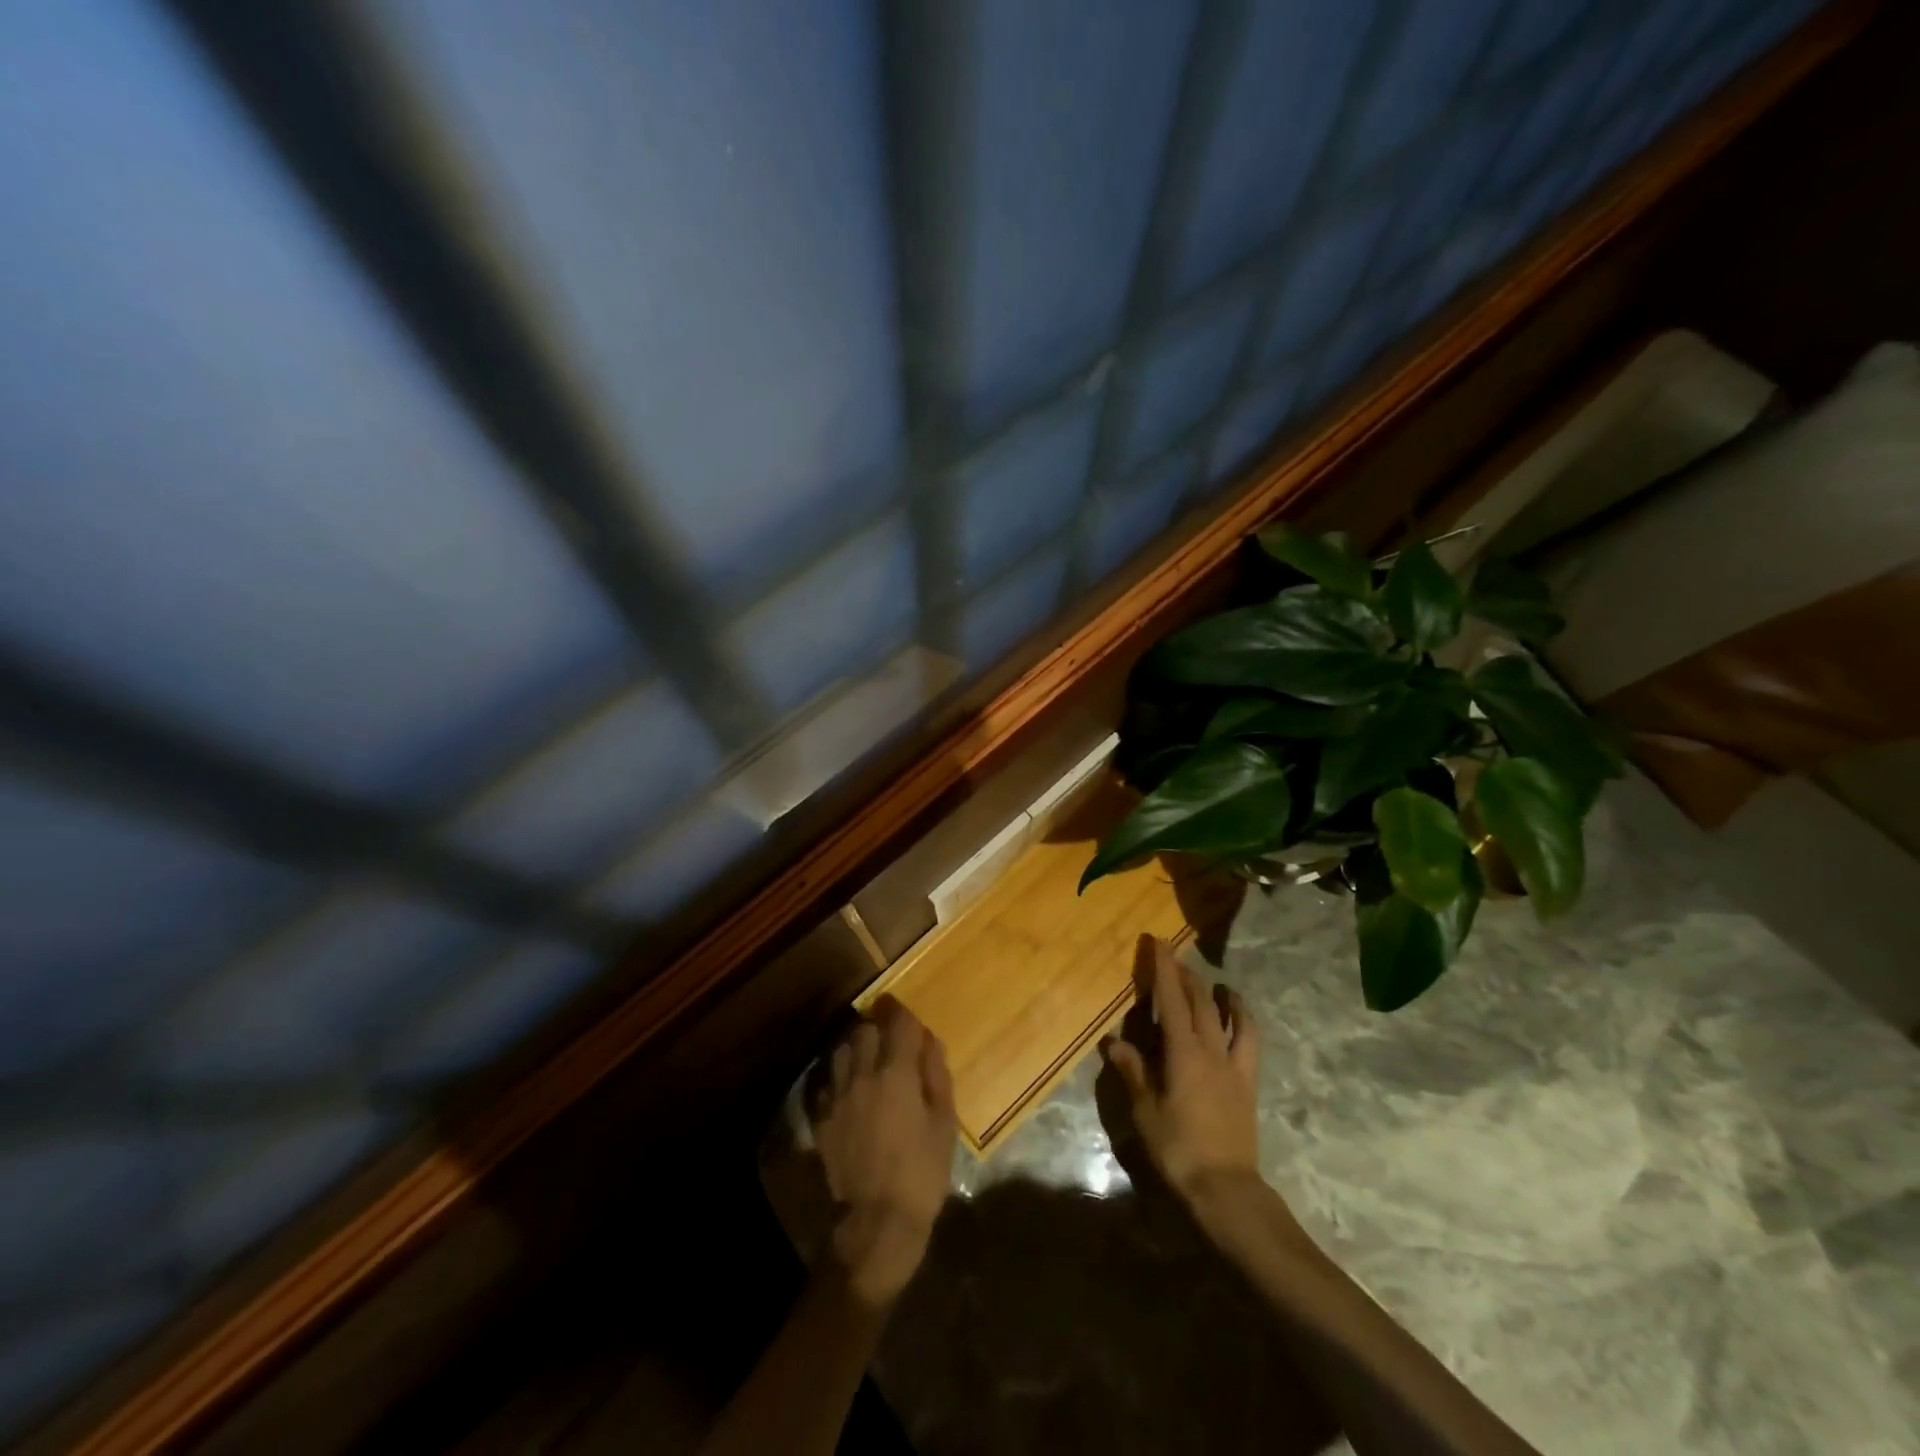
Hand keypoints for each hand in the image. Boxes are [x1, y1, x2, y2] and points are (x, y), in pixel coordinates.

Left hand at [810, 996, 956, 1306]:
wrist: (877, 1222)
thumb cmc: (922, 1172)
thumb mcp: (944, 1124)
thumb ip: (936, 1075)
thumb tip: (930, 1041)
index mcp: (896, 1072)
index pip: (897, 1022)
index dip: (903, 1013)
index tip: (907, 1013)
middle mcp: (862, 1074)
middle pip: (864, 1030)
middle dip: (878, 1027)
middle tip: (890, 1038)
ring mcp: (837, 1095)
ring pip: (840, 1050)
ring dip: (855, 1047)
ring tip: (867, 1059)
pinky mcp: (821, 1118)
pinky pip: (827, 1081)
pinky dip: (839, 1075)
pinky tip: (850, 1088)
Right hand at [1103, 936, 1262, 1207]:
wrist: (1226, 1188)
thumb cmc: (1178, 1149)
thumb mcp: (1145, 1112)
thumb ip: (1132, 1072)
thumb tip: (1114, 1041)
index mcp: (1183, 1053)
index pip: (1171, 1000)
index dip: (1164, 968)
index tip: (1157, 942)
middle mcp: (1211, 1050)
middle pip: (1200, 1002)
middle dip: (1187, 975)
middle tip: (1174, 957)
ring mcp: (1234, 1066)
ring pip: (1230, 1017)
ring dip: (1220, 995)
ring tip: (1215, 983)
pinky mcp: (1248, 1083)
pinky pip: (1250, 1043)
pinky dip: (1244, 1023)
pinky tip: (1238, 1020)